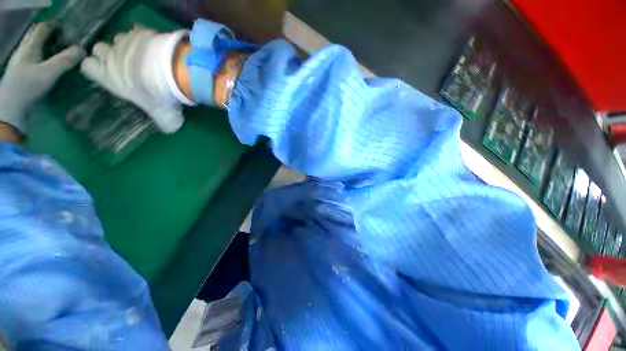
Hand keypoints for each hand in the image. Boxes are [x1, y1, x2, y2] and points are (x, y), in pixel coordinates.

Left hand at [0, 23, 83, 134]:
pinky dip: (47, 61)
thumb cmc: (27, 89)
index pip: (42, 29)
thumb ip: (65, 60)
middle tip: (69, 42)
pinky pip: (38, 62)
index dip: (55, 26)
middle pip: (39, 38)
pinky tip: (54, 67)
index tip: (69, 30)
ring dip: (51, 50)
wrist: (11, 111)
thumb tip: (82, 50)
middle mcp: (25, 52)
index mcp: (29, 47)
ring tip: (65, 54)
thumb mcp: (48, 74)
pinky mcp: (25, 76)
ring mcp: (24, 64)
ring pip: (39, 50)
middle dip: (53, 37)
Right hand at [80, 27, 192, 133]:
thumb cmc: (159, 95)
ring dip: (127, 45)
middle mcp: (111, 56)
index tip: (106, 72)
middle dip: (108, 53)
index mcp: (108, 76)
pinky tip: (155, 46)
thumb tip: (171, 129)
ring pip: (118, 38)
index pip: (87, 66)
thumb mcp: (162, 115)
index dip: (95, 68)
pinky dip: (144, 37)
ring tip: (143, 55)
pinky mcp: (142, 32)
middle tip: (125, 63)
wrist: (171, 71)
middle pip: (99, 48)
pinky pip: (138, 30)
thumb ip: (164, 122)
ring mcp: (126, 41)